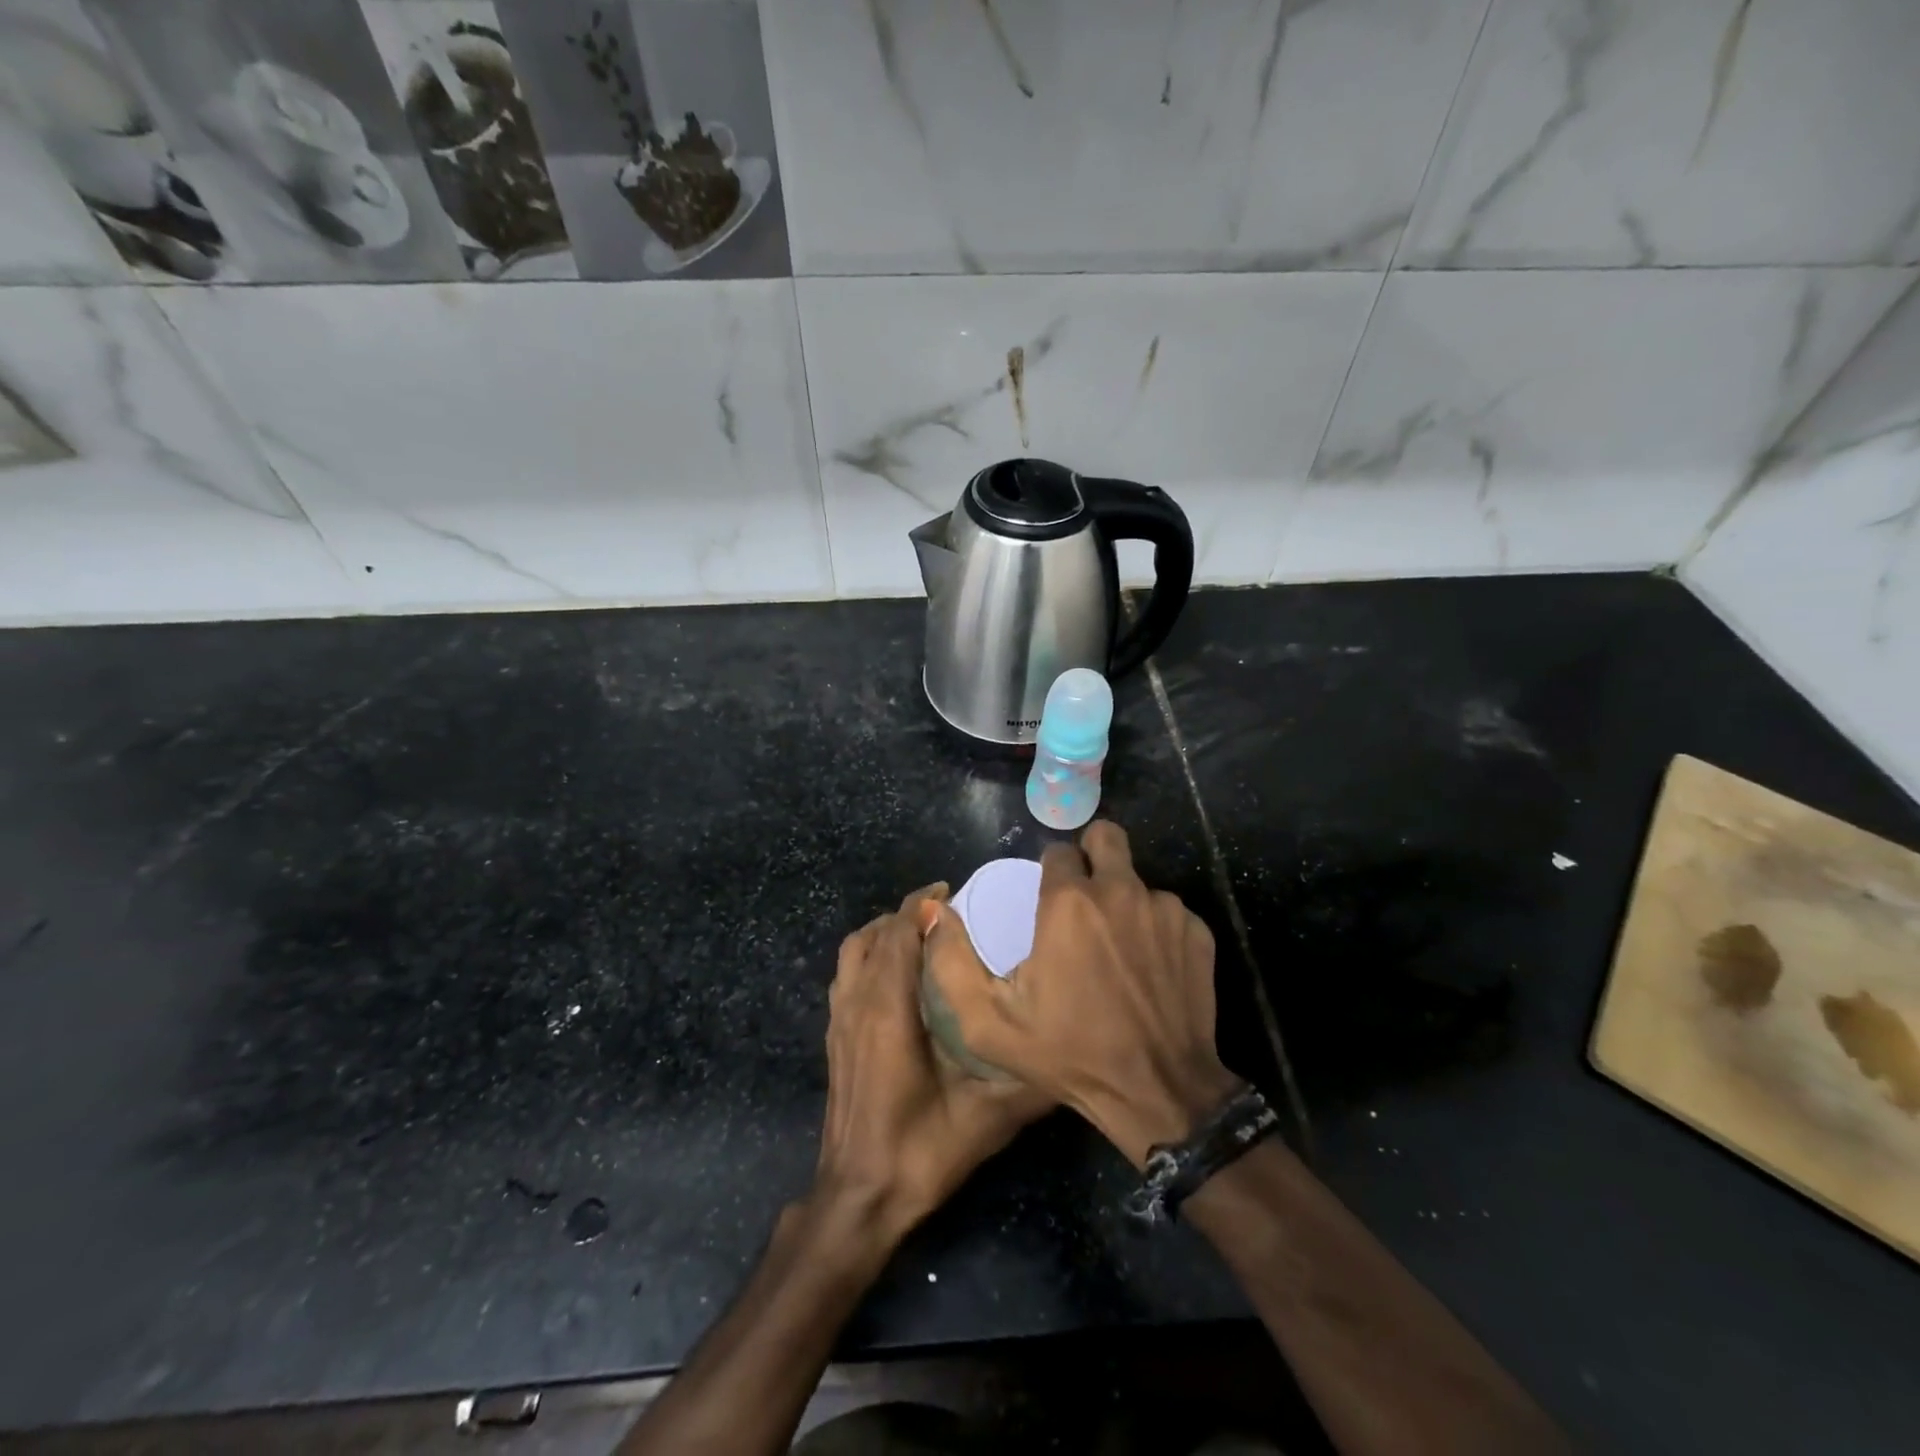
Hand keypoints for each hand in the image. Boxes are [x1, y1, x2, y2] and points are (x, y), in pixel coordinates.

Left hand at [813, 885, 1052, 1241]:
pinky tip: (896, 974)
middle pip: (875, 935)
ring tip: (920, 932)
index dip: (922, 906)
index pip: (899, 934)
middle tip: (947, 910)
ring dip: (883, 932)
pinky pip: (846, 974)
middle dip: (907, 912)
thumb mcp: (986, 1117)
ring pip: (853, 951)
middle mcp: (858, 1003)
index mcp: (888, 1010)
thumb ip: (1030, 1080)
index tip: (953, 892)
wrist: (859, 1198)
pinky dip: (868, 955)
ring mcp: (840, 1020)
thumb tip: (1071, 1048)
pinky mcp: (834, 1037)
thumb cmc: (920, 1151)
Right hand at [922, 821, 1238, 1167]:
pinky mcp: (1198, 932)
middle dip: (1093, 854)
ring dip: (1124, 901)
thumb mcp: (988, 1021)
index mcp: (1069, 902)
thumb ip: (951, 960)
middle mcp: (1120, 891)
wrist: (1156, 1091)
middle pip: (1106, 837)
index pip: (1058, 850)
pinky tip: (1148, 969)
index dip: (1050, 871)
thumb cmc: (1068, 1053)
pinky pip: (1169, 912)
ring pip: (1138, 880)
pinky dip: (1156, 929)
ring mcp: (1165, 909)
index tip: (1048, 900)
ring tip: (1117, 950)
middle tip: (1085, 896)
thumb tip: (936, 909)